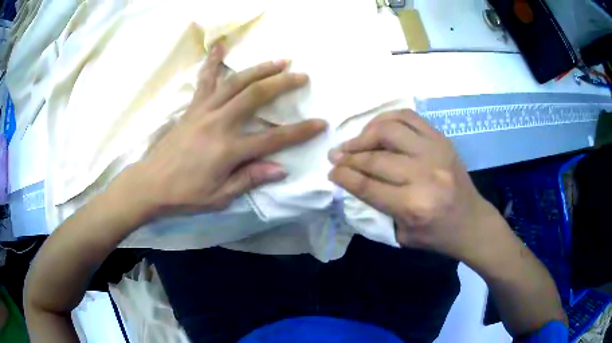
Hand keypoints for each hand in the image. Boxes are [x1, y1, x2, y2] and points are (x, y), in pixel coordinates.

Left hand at [129, 45, 325, 216]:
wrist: (150, 184)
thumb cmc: (185, 195)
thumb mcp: (220, 197)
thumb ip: (249, 179)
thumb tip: (280, 168)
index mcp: (228, 150)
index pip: (273, 139)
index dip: (300, 131)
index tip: (320, 123)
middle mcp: (219, 123)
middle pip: (256, 96)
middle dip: (283, 84)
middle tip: (302, 75)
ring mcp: (204, 111)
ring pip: (236, 82)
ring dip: (260, 68)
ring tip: (279, 60)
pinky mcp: (192, 107)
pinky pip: (204, 80)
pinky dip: (212, 61)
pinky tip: (220, 45)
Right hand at [328, 110, 493, 257]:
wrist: (471, 222)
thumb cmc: (436, 234)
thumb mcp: (401, 235)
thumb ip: (376, 209)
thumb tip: (353, 182)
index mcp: (414, 205)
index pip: (368, 185)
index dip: (344, 176)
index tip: (331, 171)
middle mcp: (425, 175)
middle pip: (376, 158)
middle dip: (349, 157)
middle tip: (335, 156)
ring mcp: (436, 152)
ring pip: (390, 130)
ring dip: (365, 134)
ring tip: (354, 142)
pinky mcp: (442, 140)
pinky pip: (409, 118)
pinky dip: (387, 119)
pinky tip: (376, 128)